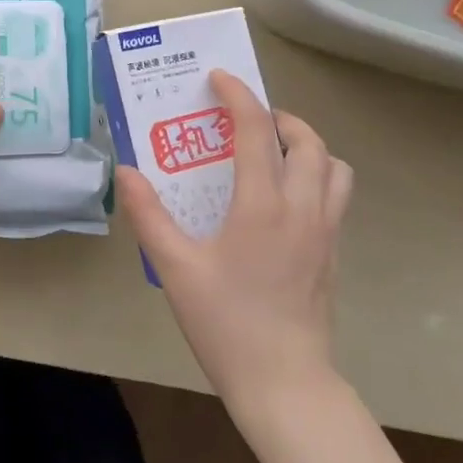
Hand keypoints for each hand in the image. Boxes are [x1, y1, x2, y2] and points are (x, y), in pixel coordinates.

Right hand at [116, 71, 352, 405]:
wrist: (284, 384)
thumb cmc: (226, 322)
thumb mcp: (176, 268)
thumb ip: (148, 215)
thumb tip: (126, 171)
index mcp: (263, 205)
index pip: (257, 130)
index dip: (239, 96)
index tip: (220, 78)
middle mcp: (303, 209)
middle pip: (309, 142)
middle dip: (280, 117)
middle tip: (247, 121)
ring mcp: (326, 233)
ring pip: (335, 168)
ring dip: (309, 147)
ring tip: (274, 153)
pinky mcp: (333, 255)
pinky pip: (336, 197)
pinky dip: (317, 177)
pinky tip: (283, 200)